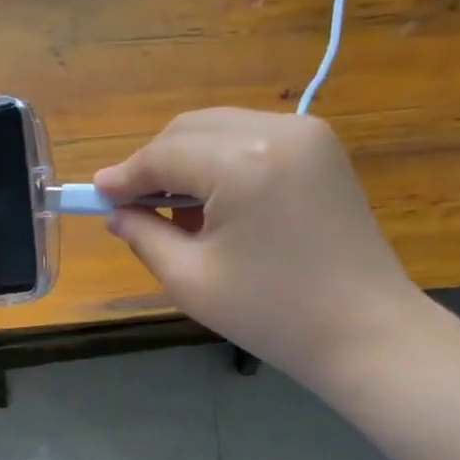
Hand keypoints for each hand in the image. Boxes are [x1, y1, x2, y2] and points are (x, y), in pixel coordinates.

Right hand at [94, 109, 429, 389]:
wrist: (364, 330)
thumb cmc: (271, 313)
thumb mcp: (191, 280)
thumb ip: (144, 236)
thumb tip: (116, 212)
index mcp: (242, 162)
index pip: (163, 154)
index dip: (124, 176)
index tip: (94, 197)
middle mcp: (276, 128)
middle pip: (189, 129)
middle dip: (153, 163)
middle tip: (130, 206)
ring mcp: (305, 133)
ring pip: (218, 128)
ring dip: (186, 160)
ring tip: (172, 211)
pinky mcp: (321, 147)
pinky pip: (250, 138)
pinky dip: (220, 160)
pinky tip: (213, 202)